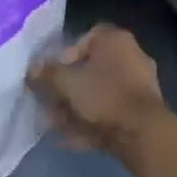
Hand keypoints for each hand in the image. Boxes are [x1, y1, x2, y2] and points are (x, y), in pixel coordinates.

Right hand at [29, 23, 173, 165]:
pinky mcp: (140, 115)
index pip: (87, 37)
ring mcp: (138, 88)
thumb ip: (47, 74)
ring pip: (98, 95)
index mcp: (116, 41)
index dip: (66, 53)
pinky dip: (88, 124)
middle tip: (47, 100)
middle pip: (91, 69)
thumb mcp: (67, 82)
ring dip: (73, 109)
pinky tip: (66, 140)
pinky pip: (108, 114)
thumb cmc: (105, 96)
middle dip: (66, 87)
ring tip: (51, 124)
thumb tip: (32, 70)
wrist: (145, 136)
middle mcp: (130, 58)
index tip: (54, 71)